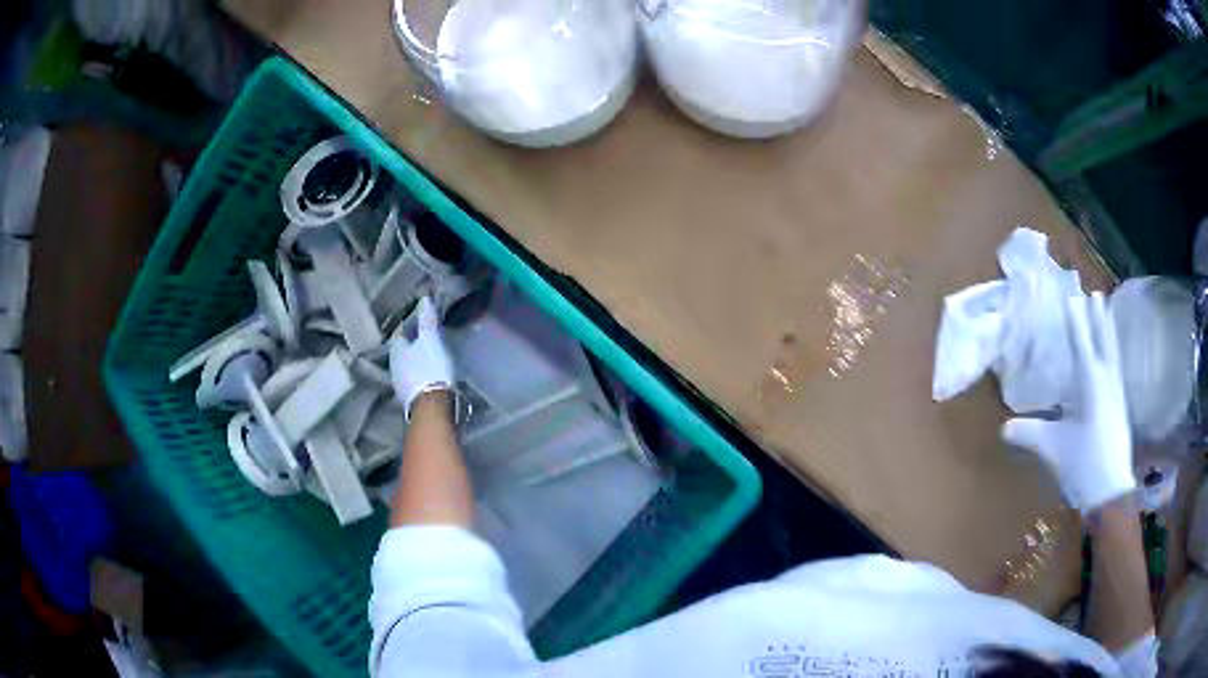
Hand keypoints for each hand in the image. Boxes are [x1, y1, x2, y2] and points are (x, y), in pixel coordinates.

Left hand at [389, 297, 453, 418]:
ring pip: (405, 365)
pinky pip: (412, 378)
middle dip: (410, 342)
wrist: (433, 406)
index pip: (399, 331)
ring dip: (413, 359)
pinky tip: (427, 372)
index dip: (408, 323)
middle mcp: (393, 366)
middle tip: (423, 335)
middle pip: (400, 349)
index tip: (419, 317)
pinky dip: (417, 372)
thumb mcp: (432, 340)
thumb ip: (427, 320)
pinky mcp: (410, 397)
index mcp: (396, 349)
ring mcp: (400, 384)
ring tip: (426, 353)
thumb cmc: (431, 369)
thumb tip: (424, 298)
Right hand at [1002, 292, 1134, 513]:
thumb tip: (1003, 427)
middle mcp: (1107, 382)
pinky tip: (1112, 356)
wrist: (1110, 493)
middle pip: (1103, 342)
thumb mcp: (1054, 448)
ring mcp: (1117, 394)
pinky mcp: (1120, 407)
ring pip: (1113, 353)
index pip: (1082, 345)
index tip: (1071, 299)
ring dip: (1108, 331)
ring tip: (1107, 313)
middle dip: (1098, 318)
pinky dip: (1113, 352)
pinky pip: (1116, 368)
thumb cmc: (1083, 464)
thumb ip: (1030, 433)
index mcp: (1091, 385)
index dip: (1076, 322)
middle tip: (1095, 294)